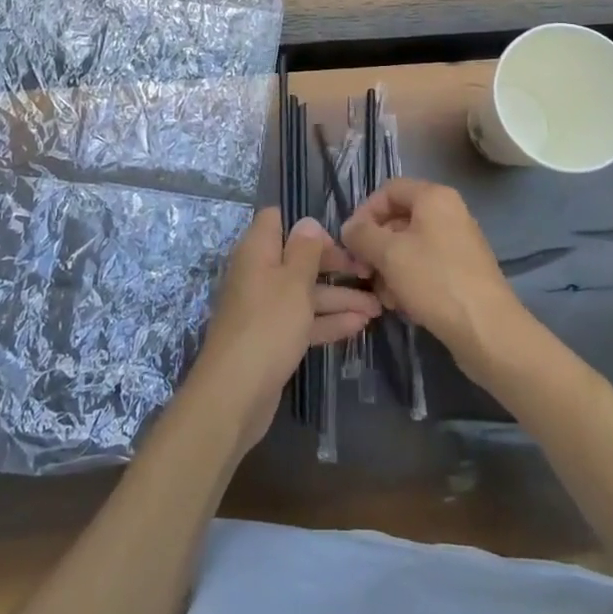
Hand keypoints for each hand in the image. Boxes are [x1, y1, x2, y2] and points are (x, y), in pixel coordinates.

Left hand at [190, 208, 379, 453]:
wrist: (235, 394)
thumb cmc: (268, 325)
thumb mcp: (293, 281)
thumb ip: (305, 250)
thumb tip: (308, 223)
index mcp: (257, 251)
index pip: (277, 220)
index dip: (307, 226)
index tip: (338, 239)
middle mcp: (259, 274)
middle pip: (298, 258)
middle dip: (334, 264)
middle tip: (369, 272)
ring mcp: (265, 308)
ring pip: (305, 293)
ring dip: (339, 297)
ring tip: (377, 306)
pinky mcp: (272, 338)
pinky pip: (303, 320)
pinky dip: (328, 321)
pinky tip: (359, 325)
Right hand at [340, 179, 526, 370]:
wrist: (487, 330)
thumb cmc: (435, 281)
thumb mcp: (388, 253)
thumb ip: (362, 234)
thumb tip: (349, 228)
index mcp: (434, 197)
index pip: (388, 190)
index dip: (364, 212)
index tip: (351, 242)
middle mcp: (448, 213)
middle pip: (398, 219)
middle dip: (375, 246)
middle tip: (361, 273)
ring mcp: (457, 243)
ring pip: (409, 247)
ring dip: (388, 269)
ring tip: (383, 297)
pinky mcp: (461, 271)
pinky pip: (425, 266)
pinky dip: (408, 281)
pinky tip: (401, 305)